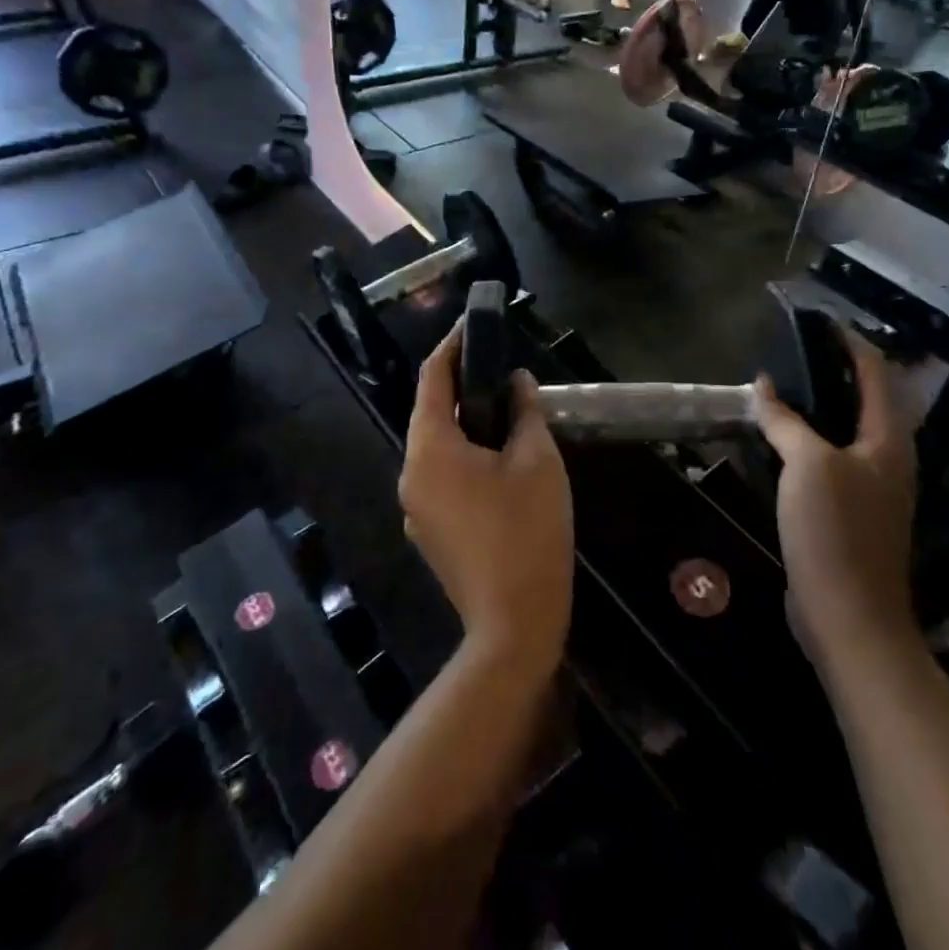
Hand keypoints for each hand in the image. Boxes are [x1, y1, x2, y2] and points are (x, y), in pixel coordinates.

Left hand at [401, 323, 573, 676]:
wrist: (513, 624)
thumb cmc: (527, 531)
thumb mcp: (537, 461)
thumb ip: (525, 412)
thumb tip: (517, 382)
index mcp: (430, 448)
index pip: (432, 378)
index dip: (452, 346)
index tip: (473, 325)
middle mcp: (411, 473)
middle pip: (432, 412)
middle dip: (463, 386)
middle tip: (501, 368)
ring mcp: (415, 507)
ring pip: (438, 447)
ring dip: (467, 424)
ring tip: (506, 412)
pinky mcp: (429, 531)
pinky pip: (442, 477)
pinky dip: (465, 457)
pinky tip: (499, 463)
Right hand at [752, 328, 917, 651]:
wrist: (848, 618)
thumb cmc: (835, 532)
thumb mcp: (808, 465)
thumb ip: (787, 421)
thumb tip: (763, 386)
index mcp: (889, 442)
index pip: (876, 375)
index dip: (851, 344)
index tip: (819, 321)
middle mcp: (886, 460)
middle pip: (862, 401)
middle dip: (830, 373)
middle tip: (789, 352)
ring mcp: (868, 489)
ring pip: (841, 432)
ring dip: (814, 407)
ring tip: (777, 388)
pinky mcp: (846, 513)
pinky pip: (826, 461)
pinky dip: (804, 440)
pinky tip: (775, 439)